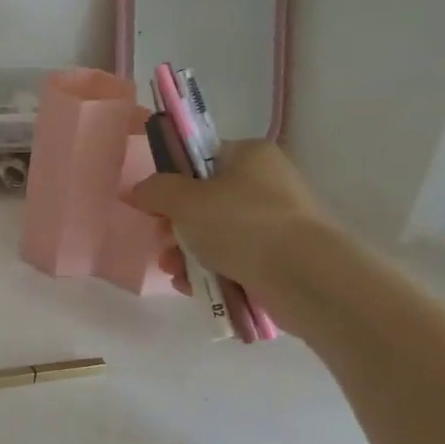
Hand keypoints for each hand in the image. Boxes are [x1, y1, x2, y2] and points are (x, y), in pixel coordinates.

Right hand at [127, 141, 332, 333]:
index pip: (200, 159)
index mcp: (249, 156)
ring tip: (176, 273)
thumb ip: (155, 190)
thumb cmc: (242, 225)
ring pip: (214, 235)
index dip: (171, 182)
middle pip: (203, 202)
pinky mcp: (278, 259)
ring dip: (186, 254)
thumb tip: (139, 190)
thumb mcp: (186, 201)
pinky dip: (210, 273)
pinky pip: (232, 261)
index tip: (154, 207)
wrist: (306, 277)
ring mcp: (275, 223)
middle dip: (175, 228)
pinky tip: (194, 287)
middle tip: (164, 244)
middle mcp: (265, 184)